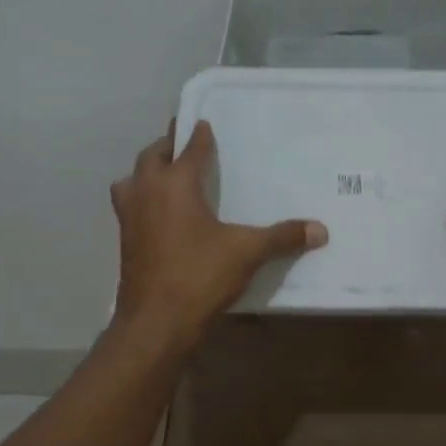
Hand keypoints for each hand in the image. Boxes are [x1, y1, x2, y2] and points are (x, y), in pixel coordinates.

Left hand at [110, 120, 326, 348]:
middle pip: (152, 157)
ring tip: (165, 176)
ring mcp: (130, 217)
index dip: (198, 135)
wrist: (156, 322)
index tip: (204, 123)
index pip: (188, 149)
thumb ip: (282, 237)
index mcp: (175, 184)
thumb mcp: (247, 252)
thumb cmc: (199, 276)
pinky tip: (159, 215)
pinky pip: (129, 206)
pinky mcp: (125, 241)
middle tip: (185, 143)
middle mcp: (147, 192)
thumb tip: (320, 230)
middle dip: (168, 146)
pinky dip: (141, 199)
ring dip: (147, 172)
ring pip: (131, 180)